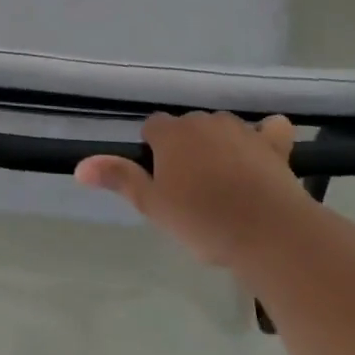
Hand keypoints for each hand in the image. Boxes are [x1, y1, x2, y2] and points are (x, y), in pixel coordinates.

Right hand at [77, 112, 303, 265]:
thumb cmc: (203, 221)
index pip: (152, 126)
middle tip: (190, 188)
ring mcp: (241, 129)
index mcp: (171, 134)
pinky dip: (267, 136)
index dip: (153, 150)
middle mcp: (203, 121)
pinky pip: (270, 129)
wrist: (270, 233)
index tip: (161, 179)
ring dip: (219, 144)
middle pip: (187, 127)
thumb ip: (119, 178)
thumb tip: (80, 165)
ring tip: (224, 182)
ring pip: (222, 128)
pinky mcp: (274, 144)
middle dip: (186, 148)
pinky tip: (266, 150)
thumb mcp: (153, 206)